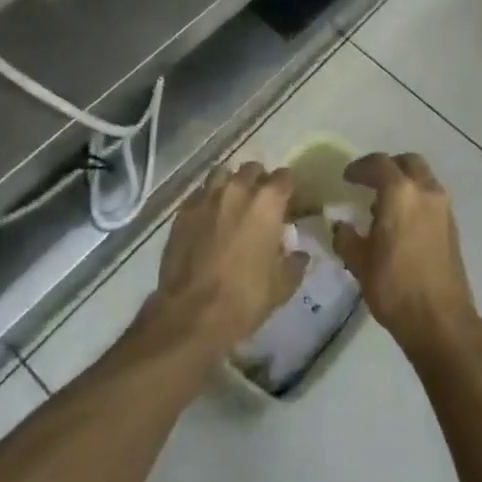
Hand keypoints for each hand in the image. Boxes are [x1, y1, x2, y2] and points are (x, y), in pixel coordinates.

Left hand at [145, 162, 308, 359]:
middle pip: (252, 169)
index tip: (287, 202)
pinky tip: (208, 219)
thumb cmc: (245, 298)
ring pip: (222, 174)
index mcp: (267, 202)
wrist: (192, 313)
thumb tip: (299, 253)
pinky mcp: (183, 211)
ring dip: (231, 184)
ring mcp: (206, 197)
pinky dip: (207, 200)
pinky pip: (200, 194)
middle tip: (260, 203)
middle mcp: (237, 189)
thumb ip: (294, 263)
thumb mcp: (282, 286)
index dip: (287, 188)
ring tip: (232, 203)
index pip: (284, 177)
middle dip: (259, 181)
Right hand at [335, 153, 481, 369]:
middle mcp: (425, 192)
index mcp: (400, 193)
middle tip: (369, 182)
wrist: (441, 321)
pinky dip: (415, 199)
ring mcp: (443, 209)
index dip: (360, 167)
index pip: (379, 164)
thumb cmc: (395, 287)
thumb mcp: (359, 262)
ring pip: (423, 179)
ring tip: (383, 206)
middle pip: (408, 162)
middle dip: (388, 167)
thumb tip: (341, 226)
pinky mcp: (452, 227)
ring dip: (404, 183)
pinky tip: (401, 223)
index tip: (347, 178)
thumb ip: (346, 237)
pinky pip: (431, 198)